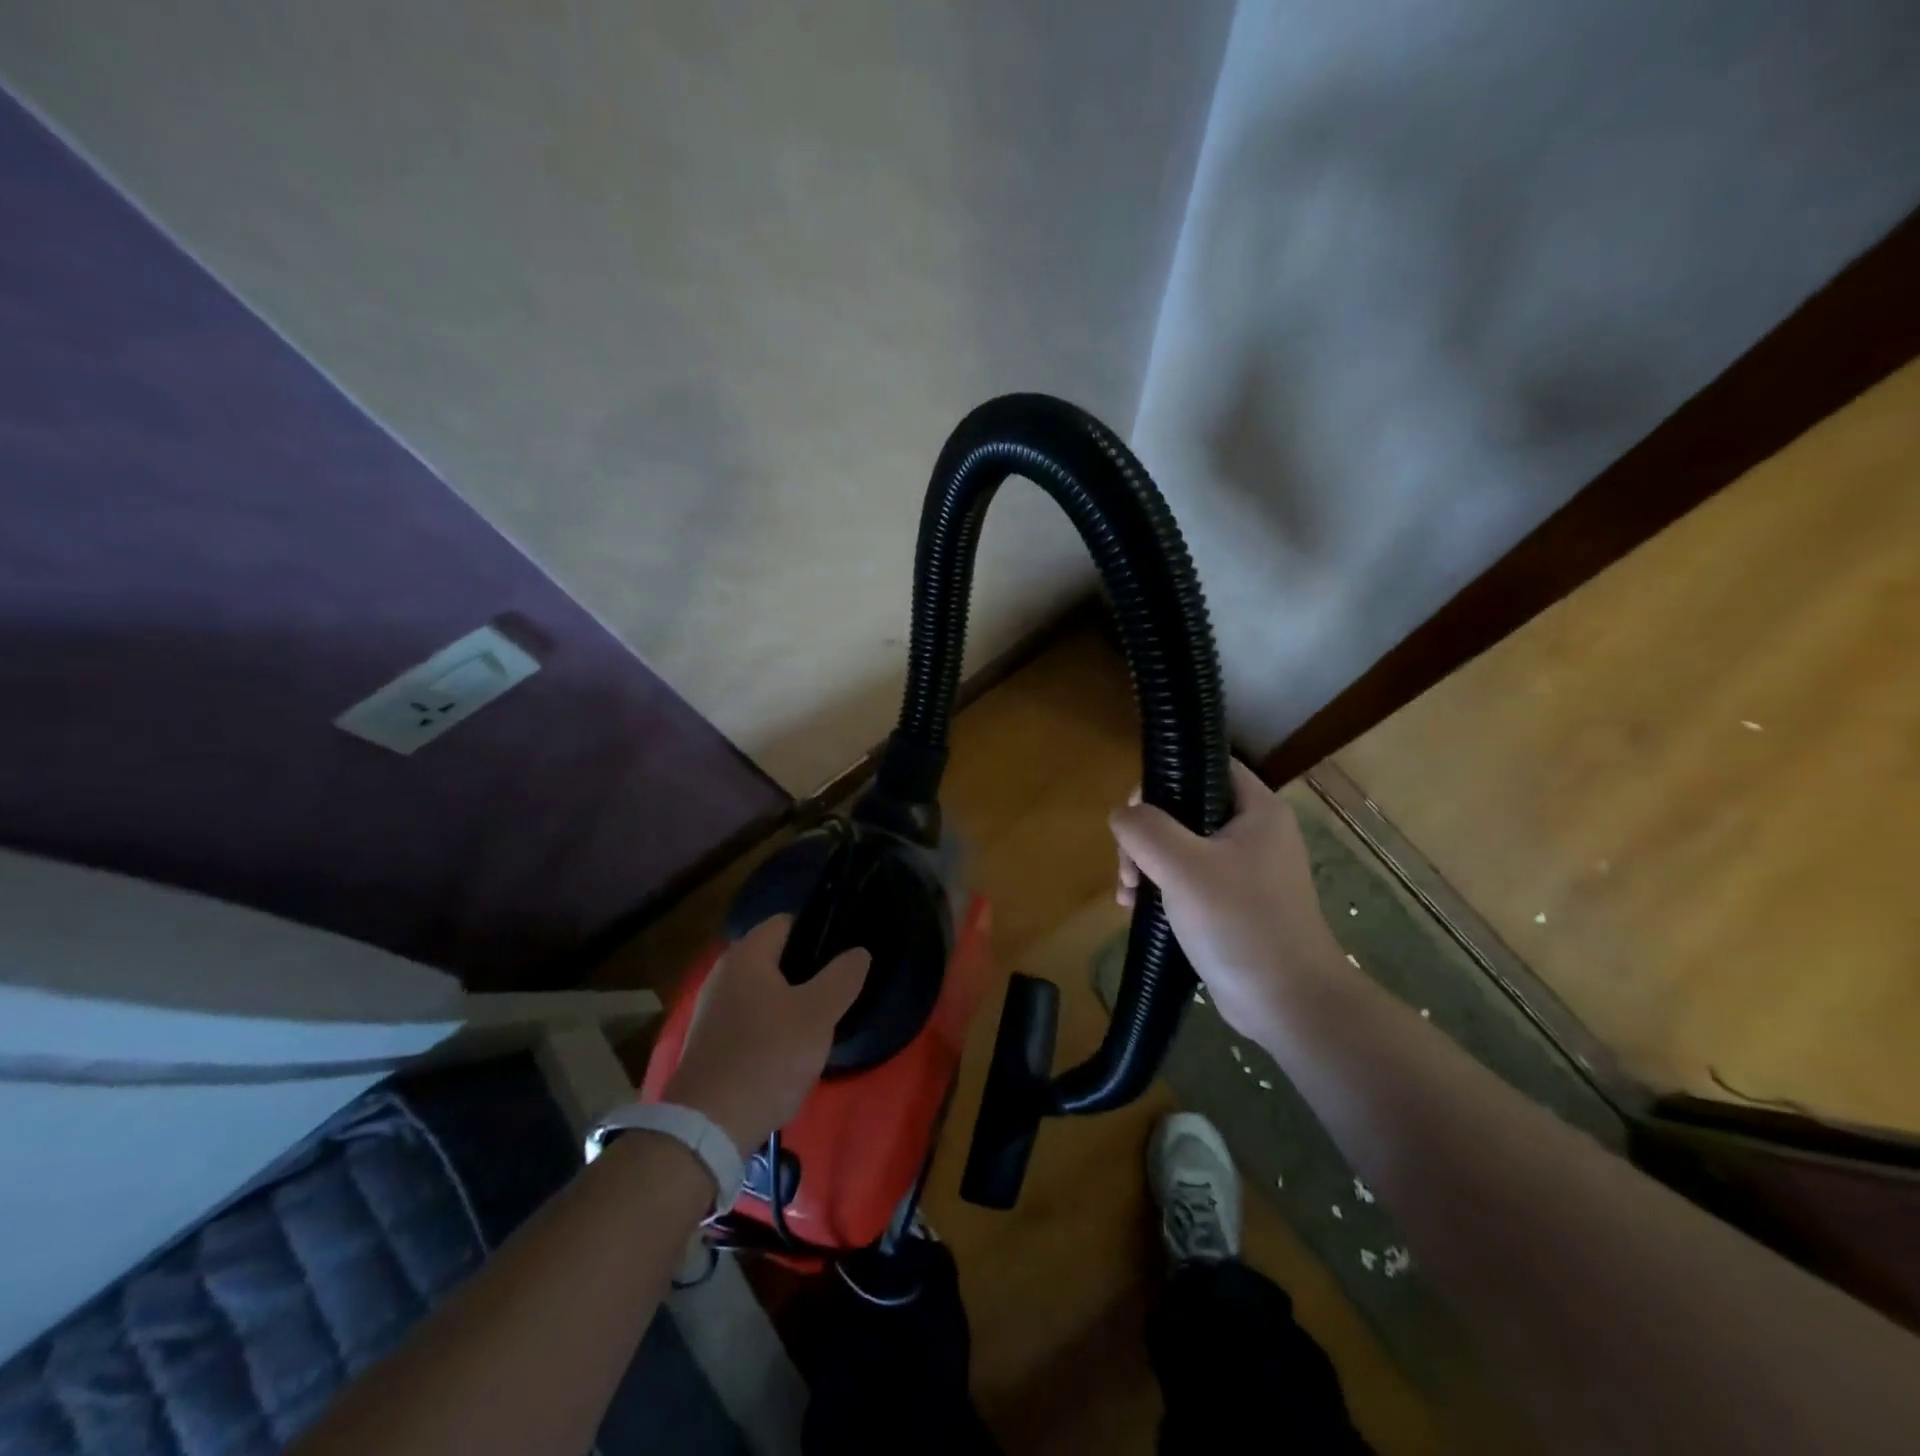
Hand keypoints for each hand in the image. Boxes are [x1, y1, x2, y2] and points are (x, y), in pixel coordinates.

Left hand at [662, 915, 869, 1153]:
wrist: (707, 1130)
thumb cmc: (767, 1058)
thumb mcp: (817, 1015)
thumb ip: (842, 977)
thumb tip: (858, 952)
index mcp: (745, 956)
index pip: (787, 922)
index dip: (818, 933)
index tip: (842, 959)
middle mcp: (722, 974)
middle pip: (776, 957)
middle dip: (807, 972)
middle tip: (836, 995)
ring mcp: (712, 1009)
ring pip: (764, 991)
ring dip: (791, 1002)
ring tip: (818, 1025)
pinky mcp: (710, 1042)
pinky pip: (750, 1018)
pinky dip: (771, 1026)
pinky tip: (789, 1051)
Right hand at [1110, 759, 1345, 1044]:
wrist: (1288, 1003)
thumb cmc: (1239, 922)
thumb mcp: (1182, 866)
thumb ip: (1145, 829)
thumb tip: (1122, 815)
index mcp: (1257, 810)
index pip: (1207, 765)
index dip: (1166, 776)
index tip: (1136, 812)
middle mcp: (1254, 832)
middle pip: (1185, 808)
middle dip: (1146, 834)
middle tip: (1128, 867)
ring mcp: (1245, 870)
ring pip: (1181, 846)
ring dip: (1147, 863)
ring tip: (1128, 894)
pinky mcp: (1234, 904)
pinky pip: (1188, 879)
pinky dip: (1161, 887)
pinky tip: (1137, 910)